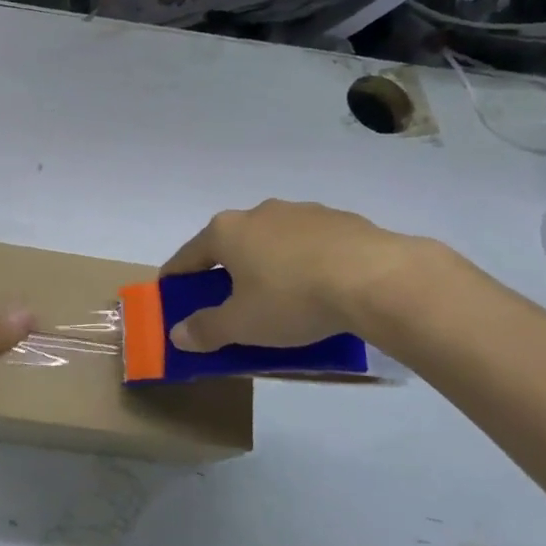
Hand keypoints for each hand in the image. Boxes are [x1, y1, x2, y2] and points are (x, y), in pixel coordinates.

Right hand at [160, 200, 420, 351]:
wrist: (374, 277)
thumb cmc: (293, 299)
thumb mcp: (243, 325)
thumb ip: (207, 329)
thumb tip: (177, 333)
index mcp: (227, 232)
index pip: (189, 254)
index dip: (177, 275)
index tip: (171, 292)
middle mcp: (259, 212)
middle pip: (231, 244)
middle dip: (227, 271)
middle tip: (230, 303)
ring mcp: (301, 212)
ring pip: (272, 241)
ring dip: (268, 265)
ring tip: (280, 298)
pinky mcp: (338, 220)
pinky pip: (309, 244)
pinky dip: (304, 263)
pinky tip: (319, 288)